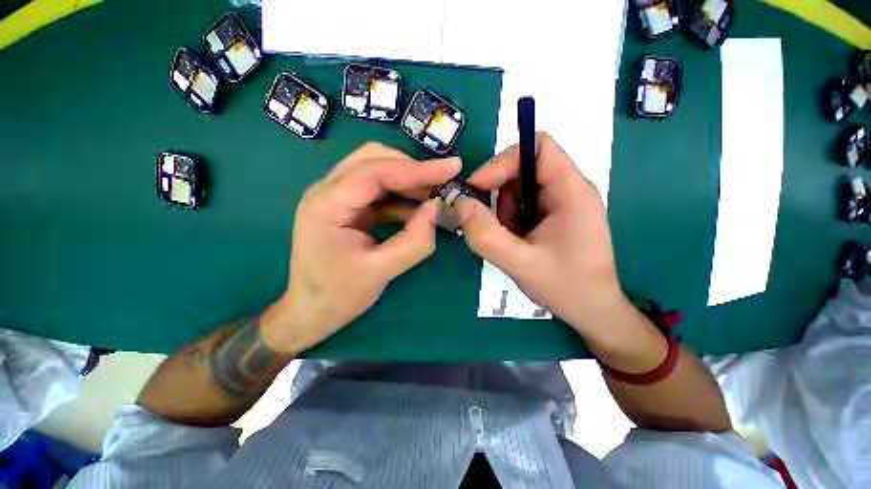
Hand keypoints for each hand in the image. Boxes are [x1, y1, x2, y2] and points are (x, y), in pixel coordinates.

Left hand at [265, 143, 460, 351]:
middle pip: (373, 160)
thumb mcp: (381, 272)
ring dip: (408, 181)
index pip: (375, 171)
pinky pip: (379, 192)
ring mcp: (337, 198)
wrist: (311, 312)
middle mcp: (327, 192)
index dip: (417, 168)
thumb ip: (414, 241)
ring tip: (434, 195)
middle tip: (441, 184)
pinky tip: (418, 211)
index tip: (452, 167)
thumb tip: (437, 208)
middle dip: (412, 169)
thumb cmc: (339, 295)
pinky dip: (402, 197)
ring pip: (377, 171)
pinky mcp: (349, 208)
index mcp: (327, 205)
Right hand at [455, 133, 628, 334]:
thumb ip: (487, 235)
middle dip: (497, 191)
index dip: (503, 161)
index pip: (538, 147)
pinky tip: (514, 243)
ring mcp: (560, 203)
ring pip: (518, 189)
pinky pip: (521, 206)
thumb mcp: (521, 264)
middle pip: (523, 168)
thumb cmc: (566, 287)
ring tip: (507, 240)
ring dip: (502, 211)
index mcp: (571, 191)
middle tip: (483, 220)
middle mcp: (567, 189)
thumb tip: (460, 204)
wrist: (593, 311)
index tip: (478, 188)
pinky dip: (508, 220)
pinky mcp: (552, 216)